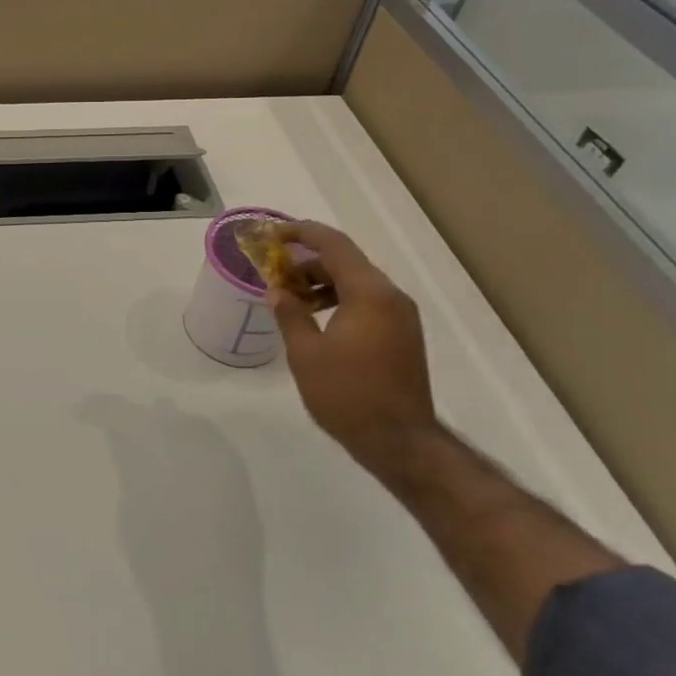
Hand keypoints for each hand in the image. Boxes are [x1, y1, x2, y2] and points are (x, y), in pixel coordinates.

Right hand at [265, 222, 438, 469]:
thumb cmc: (347, 394)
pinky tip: (316, 318)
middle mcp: (391, 297)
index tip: (273, 234)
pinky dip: (340, 300)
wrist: (399, 441)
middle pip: (347, 261)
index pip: (334, 245)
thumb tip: (278, 291)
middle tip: (274, 269)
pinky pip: (368, 302)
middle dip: (308, 260)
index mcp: (369, 293)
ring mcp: (401, 317)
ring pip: (357, 283)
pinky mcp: (402, 336)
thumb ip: (290, 314)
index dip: (302, 233)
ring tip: (290, 296)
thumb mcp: (306, 353)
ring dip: (322, 282)